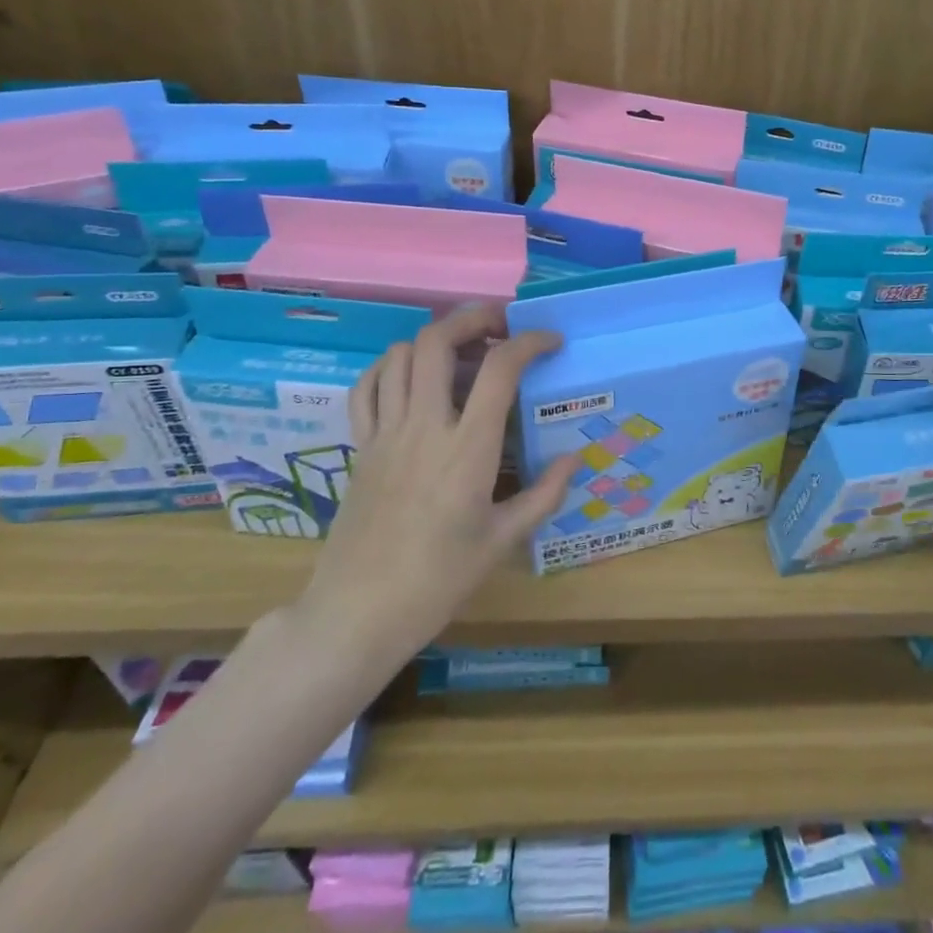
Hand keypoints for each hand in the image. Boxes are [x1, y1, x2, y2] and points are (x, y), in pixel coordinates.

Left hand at [293, 307, 580, 654]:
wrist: (358, 614)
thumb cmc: (438, 581)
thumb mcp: (502, 541)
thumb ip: (544, 494)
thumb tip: (574, 458)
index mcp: (467, 449)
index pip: (499, 368)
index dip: (530, 342)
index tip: (550, 342)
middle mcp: (423, 426)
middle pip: (438, 341)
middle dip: (473, 318)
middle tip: (501, 326)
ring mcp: (385, 433)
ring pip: (399, 355)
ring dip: (433, 339)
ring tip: (461, 351)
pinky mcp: (360, 446)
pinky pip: (367, 387)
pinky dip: (389, 367)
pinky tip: (410, 378)